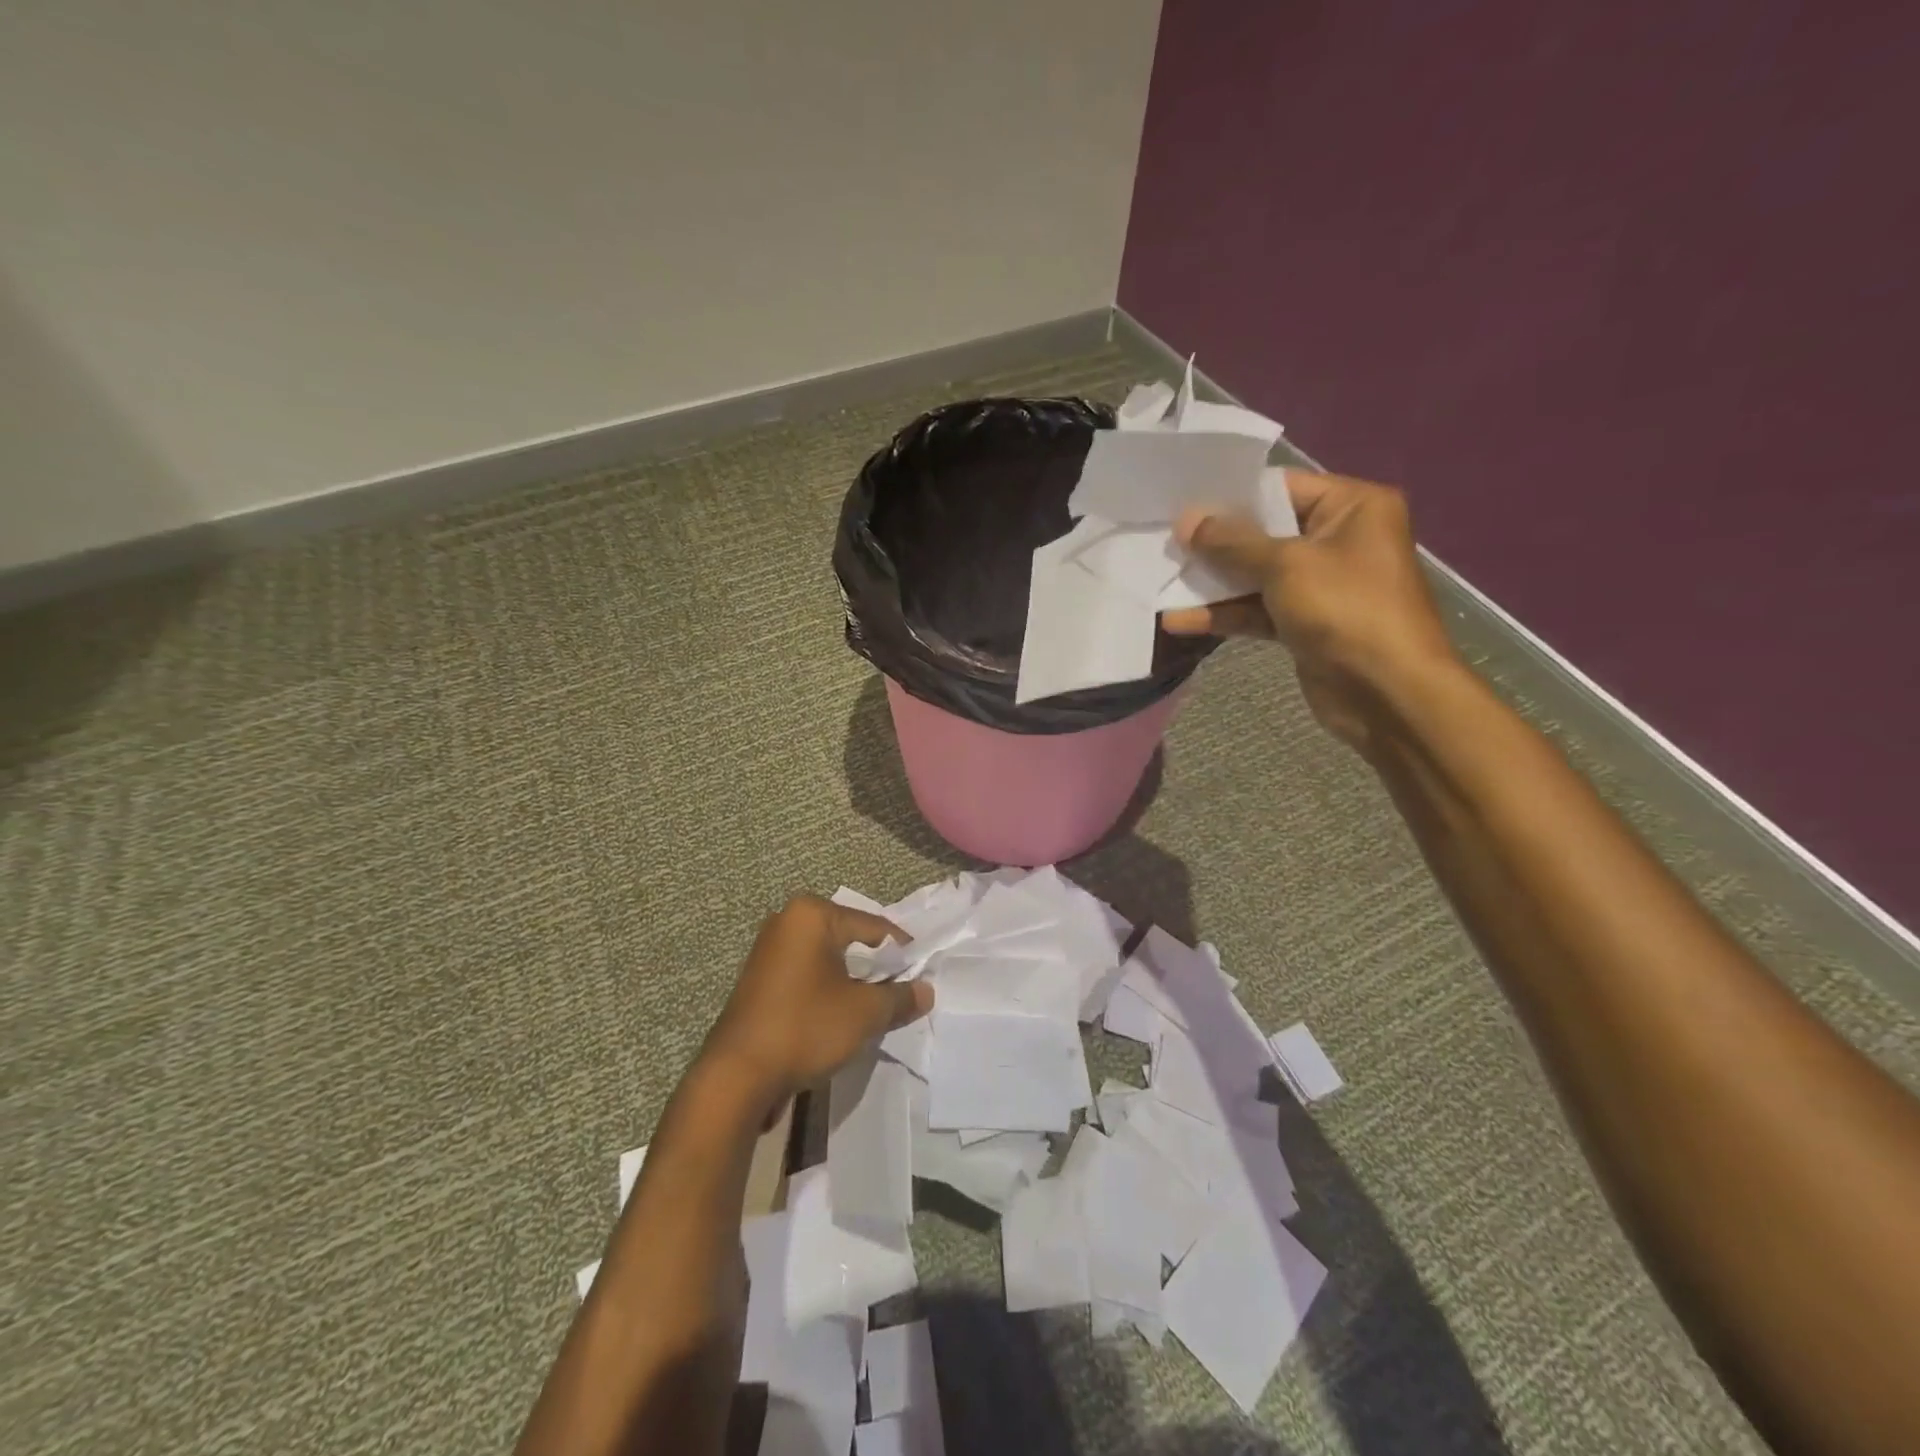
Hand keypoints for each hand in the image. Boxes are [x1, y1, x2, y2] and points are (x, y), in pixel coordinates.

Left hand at [701, 896, 932, 1103]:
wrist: (737, 1076)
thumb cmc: (805, 1028)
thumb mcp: (864, 1013)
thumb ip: (899, 997)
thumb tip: (926, 991)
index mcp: (811, 915)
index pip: (873, 927)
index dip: (902, 952)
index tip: (922, 974)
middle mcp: (787, 921)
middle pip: (849, 939)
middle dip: (875, 966)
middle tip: (901, 991)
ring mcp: (769, 950)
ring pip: (828, 959)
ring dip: (852, 981)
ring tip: (876, 1007)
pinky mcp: (759, 979)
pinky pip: (807, 975)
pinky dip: (828, 990)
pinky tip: (841, 1016)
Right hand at [1161, 469, 1458, 754]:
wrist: (1387, 693)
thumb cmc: (1346, 610)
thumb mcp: (1285, 566)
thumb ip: (1232, 543)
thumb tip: (1186, 519)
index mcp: (1352, 506)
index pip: (1280, 488)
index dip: (1230, 496)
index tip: (1180, 505)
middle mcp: (1339, 539)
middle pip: (1264, 532)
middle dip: (1214, 542)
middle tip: (1164, 542)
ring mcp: (1320, 585)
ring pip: (1256, 575)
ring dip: (1212, 583)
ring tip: (1161, 581)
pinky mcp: (1304, 623)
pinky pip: (1258, 609)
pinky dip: (1224, 614)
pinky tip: (1179, 620)